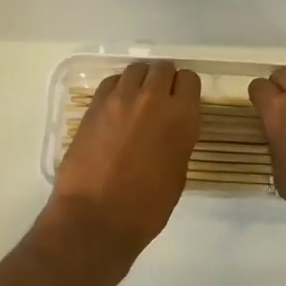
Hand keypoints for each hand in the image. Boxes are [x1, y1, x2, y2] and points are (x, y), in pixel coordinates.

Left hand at [50, 61, 199, 263]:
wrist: (96, 217)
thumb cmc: (145, 208)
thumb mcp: (177, 174)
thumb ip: (177, 140)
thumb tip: (169, 129)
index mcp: (181, 117)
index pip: (189, 79)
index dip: (184, 89)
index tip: (180, 101)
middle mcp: (154, 98)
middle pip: (163, 68)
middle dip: (163, 80)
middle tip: (158, 101)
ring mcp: (122, 98)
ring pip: (136, 69)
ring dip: (140, 81)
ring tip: (135, 101)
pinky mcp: (95, 103)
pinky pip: (112, 81)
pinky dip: (117, 89)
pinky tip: (115, 108)